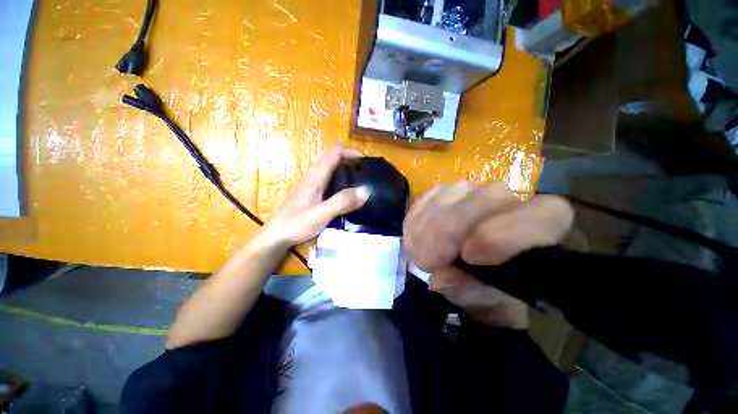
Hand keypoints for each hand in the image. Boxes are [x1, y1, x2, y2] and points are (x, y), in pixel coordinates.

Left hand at [261, 146, 369, 247]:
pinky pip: (331, 181)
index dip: (351, 151)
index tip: (366, 161)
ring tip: (363, 183)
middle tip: (368, 173)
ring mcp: (313, 184)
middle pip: (335, 159)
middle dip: (352, 161)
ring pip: (333, 170)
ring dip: (348, 172)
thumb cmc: (296, 224)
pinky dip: (343, 182)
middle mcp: (314, 176)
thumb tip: (366, 190)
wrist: (276, 236)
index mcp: (316, 175)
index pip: (335, 152)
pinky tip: (349, 195)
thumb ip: (342, 202)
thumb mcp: (321, 214)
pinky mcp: (314, 193)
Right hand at [404, 182, 572, 327]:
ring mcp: (475, 189)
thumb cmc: (488, 288)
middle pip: (486, 196)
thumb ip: (467, 290)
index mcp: (542, 227)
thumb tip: (440, 278)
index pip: (544, 214)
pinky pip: (427, 198)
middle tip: (428, 260)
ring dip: (428, 227)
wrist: (470, 271)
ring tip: (419, 255)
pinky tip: (416, 239)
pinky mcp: (446, 190)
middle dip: (450, 228)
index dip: (504, 234)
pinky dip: (417, 220)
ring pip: (450, 194)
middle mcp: (511, 198)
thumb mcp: (483, 299)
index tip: (468, 256)